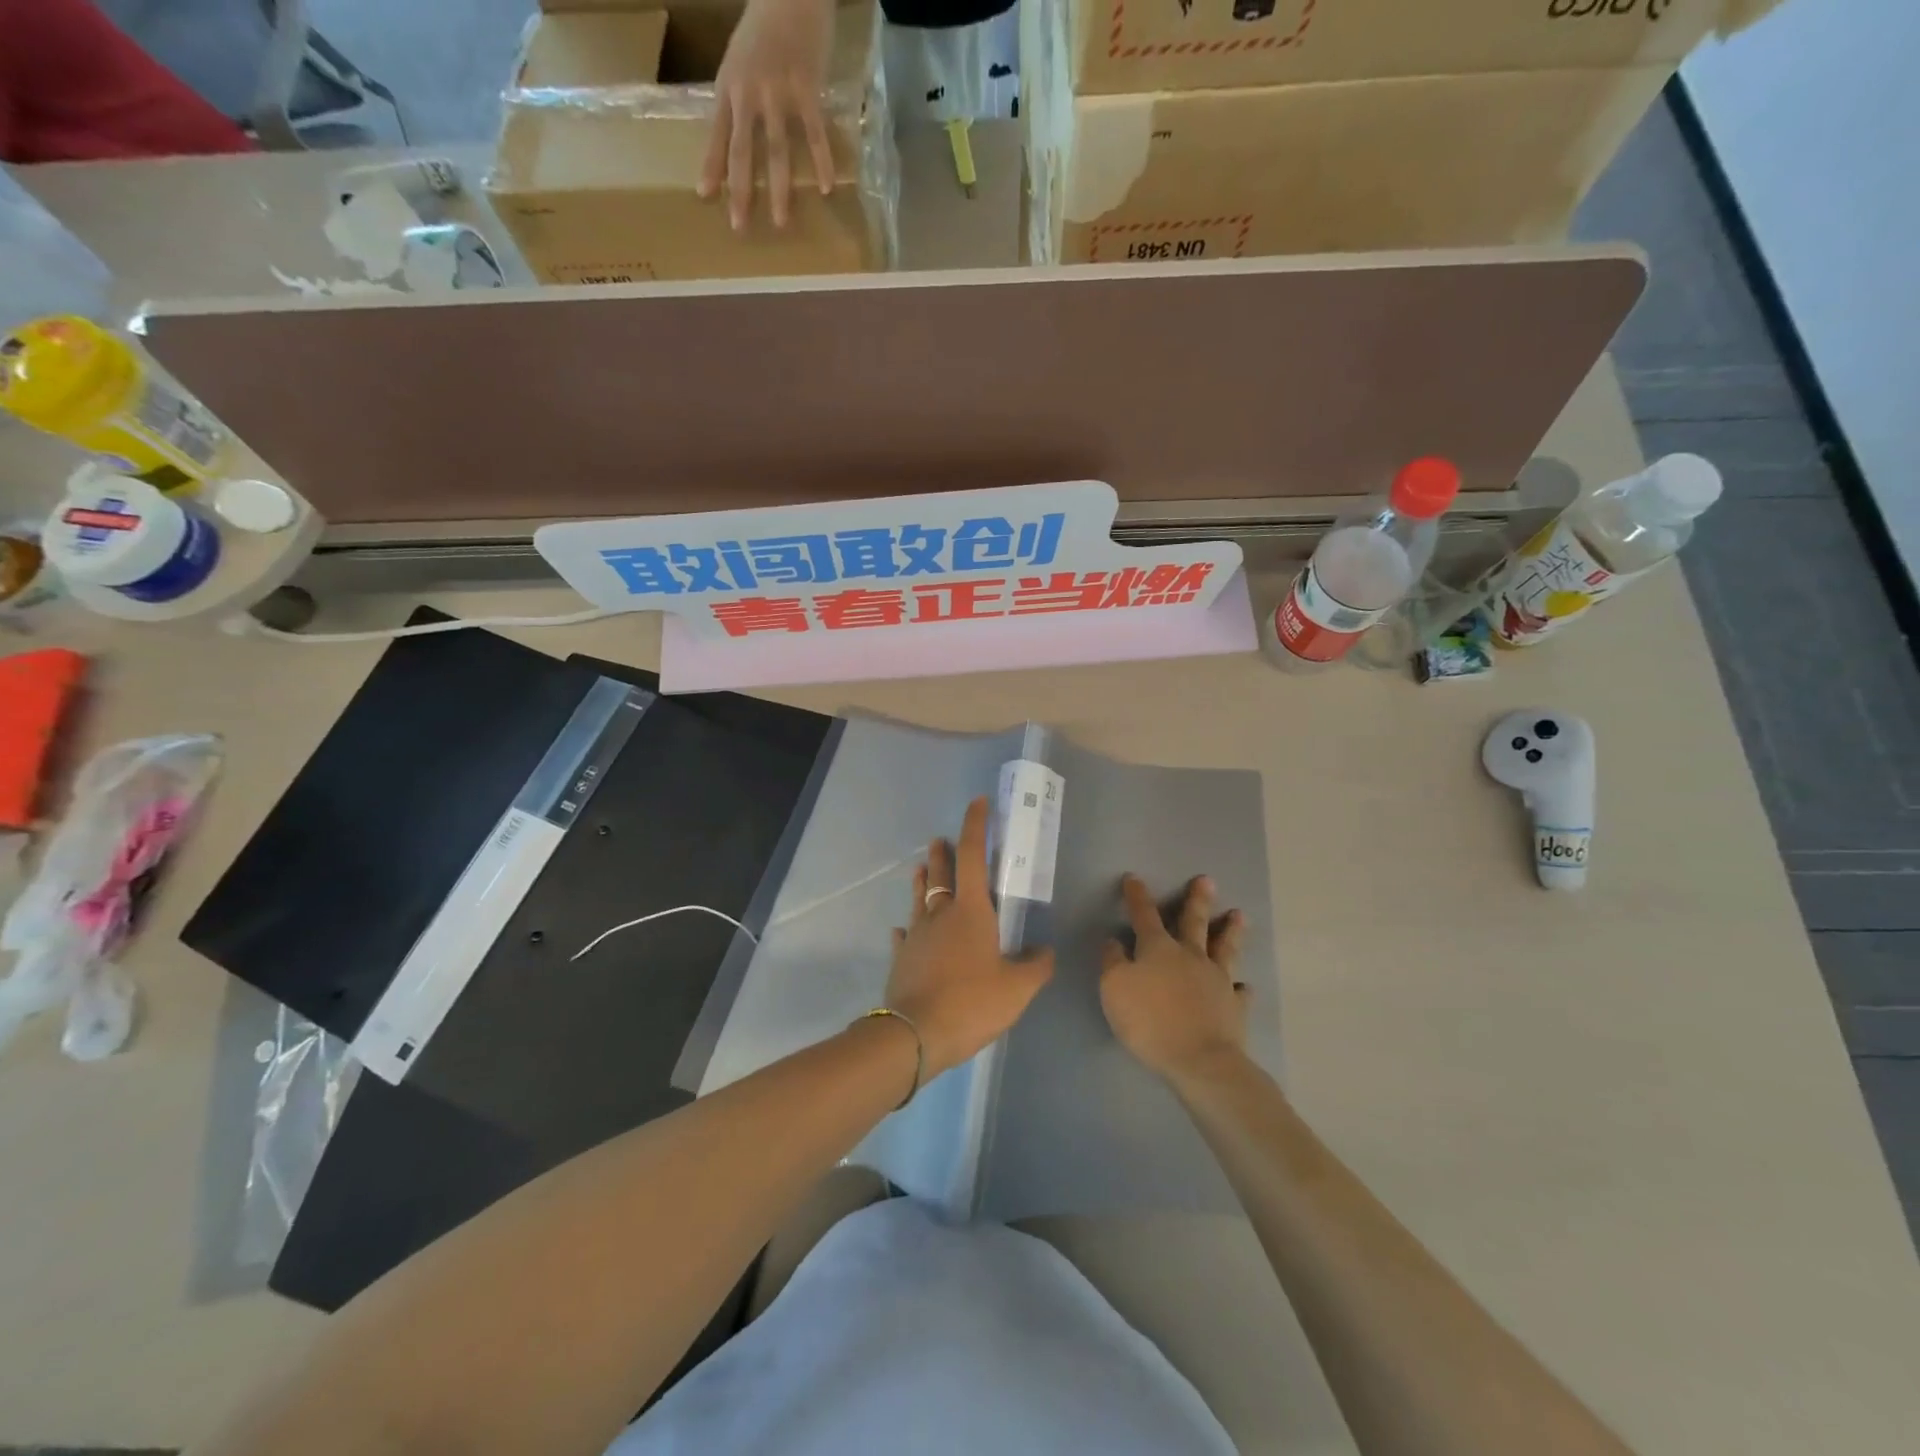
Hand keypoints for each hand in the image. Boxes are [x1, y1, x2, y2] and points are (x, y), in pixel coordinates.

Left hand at [699, 0, 836, 230]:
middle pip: (743, 151)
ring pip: (776, 150)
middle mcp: (750, 93)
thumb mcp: (740, 59)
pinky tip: (826, 188)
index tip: (705, 197)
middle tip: (739, 227)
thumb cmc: (765, 25)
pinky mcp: (807, 90)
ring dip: (778, 190)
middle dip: (741, 191)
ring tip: (780, 222)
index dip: (712, 166)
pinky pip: (815, 134)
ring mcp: (779, 93)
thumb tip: (735, 137)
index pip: (718, 134)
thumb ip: (738, 97)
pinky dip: (822, 161)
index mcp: (730, 86)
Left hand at [884, 797, 1053, 1080]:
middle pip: (941, 872)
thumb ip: (1035, 967)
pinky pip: (905, 935)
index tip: (978, 802)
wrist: (915, 1034)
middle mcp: (940, 913)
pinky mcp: (901, 957)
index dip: (976, 825)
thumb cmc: (971, 1002)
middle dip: (943, 852)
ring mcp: (916, 934)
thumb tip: (1045, 952)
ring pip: (919, 897)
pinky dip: (908, 928)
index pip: (973, 855)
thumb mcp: (1017, 989)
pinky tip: (904, 930)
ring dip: (922, 880)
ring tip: (922, 869)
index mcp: (971, 910)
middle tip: (941, 839)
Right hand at [1100, 874, 1250, 1085]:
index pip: (1144, 915)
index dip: (1137, 896)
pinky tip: (1243, 985)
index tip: (1133, 878)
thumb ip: (1112, 962)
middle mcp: (1190, 956)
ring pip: (1225, 948)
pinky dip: (1240, 987)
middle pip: (1194, 922)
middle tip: (1207, 880)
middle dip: (1197, 900)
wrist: (1200, 1060)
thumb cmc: (1149, 1021)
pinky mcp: (1234, 1007)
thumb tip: (1114, 940)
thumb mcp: (1114, 988)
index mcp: (1158, 949)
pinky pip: (1239, 992)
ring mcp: (1217, 980)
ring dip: (1230, 931)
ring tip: (1239, 915)